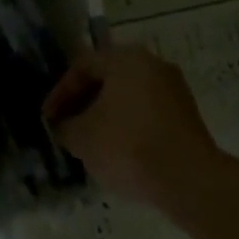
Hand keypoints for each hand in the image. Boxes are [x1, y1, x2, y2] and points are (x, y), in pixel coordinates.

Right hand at [42, 45, 220, 213]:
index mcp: (125, 58)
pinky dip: (129, 124)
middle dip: (83, 102)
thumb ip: (65, 126)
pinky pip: (147, 111)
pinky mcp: (187, 114)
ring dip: (106, 114)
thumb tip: (63, 126)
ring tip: (91, 141)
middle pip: (108, 77)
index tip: (49, 118)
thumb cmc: (129, 146)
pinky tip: (119, 150)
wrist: (190, 180)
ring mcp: (173, 89)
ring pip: (128, 95)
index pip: (82, 65)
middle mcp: (152, 64)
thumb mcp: (82, 138)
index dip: (60, 91)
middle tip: (67, 126)